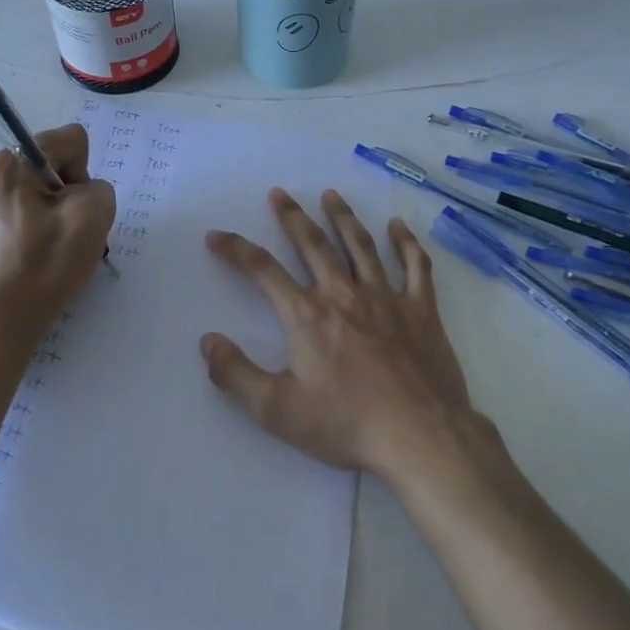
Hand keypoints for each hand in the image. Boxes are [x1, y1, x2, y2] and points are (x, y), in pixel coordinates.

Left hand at [0, 122, 115, 338]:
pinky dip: (35, 227)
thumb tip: (81, 195)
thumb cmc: (43, 266)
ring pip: (39, 190)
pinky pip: (21, 209)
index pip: (71, 141)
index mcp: (9, 161)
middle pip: (52, 165)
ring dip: (54, 213)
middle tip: (66, 234)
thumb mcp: (93, 217)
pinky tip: (34, 255)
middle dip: (68, 194)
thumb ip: (99, 188)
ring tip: (50, 249)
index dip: (84, 174)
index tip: (74, 211)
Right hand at [201, 188, 472, 481]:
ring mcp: (386, 298)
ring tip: (330, 194)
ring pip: (361, 246)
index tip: (217, 235)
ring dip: (343, 217)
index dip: (236, 250)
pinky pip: (415, 266)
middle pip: (313, 244)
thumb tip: (208, 341)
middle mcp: (344, 295)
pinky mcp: (421, 310)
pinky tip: (398, 226)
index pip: (263, 271)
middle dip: (292, 217)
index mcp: (308, 316)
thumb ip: (236, 375)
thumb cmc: (347, 424)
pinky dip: (406, 243)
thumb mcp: (278, 411)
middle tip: (279, 193)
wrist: (420, 436)